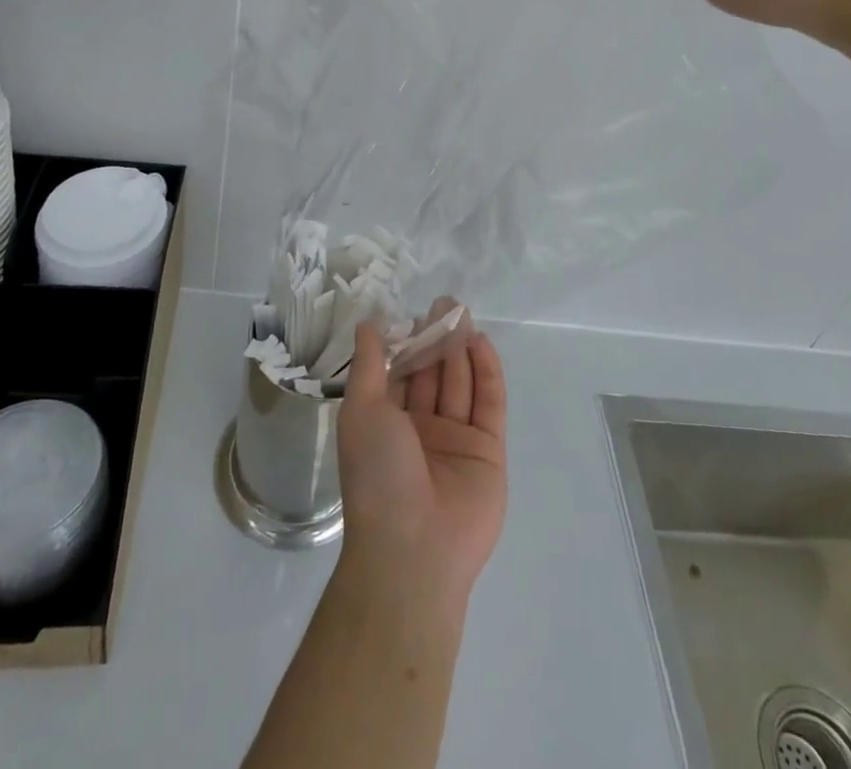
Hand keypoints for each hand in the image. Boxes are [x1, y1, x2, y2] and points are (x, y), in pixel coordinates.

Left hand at [336, 301, 507, 599]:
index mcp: (387, 423)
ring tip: (463, 313)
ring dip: (461, 348)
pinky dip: (487, 372)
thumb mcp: (362, 412)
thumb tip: (367, 325)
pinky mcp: (488, 450)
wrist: (414, 547)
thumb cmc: (377, 474)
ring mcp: (457, 439)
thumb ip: (369, 367)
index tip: (414, 310)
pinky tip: (482, 342)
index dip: (407, 342)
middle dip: (438, 338)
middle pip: (434, 374)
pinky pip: (489, 403)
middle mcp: (422, 429)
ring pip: (461, 383)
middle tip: (446, 302)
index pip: (401, 373)